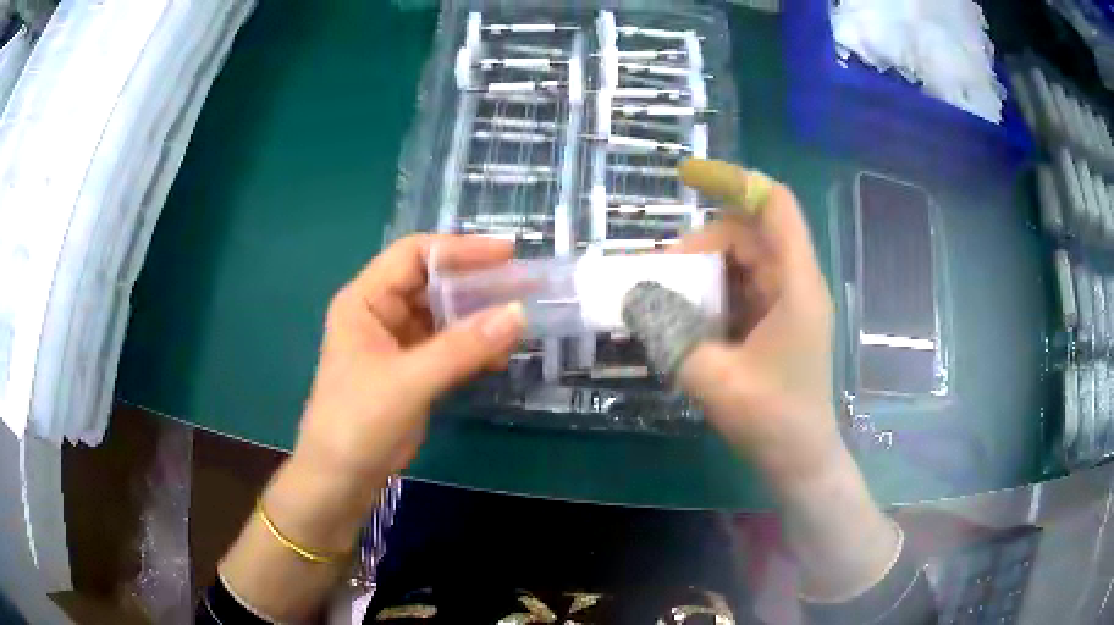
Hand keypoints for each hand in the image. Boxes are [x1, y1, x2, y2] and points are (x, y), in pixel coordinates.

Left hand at [293, 234, 524, 489]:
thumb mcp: (409, 381)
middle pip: (432, 283)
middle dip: (475, 284)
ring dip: (478, 319)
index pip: (414, 255)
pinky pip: (448, 347)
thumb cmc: (358, 421)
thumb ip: (462, 347)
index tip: (507, 255)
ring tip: (518, 323)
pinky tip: (499, 357)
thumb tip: (518, 313)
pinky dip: (473, 348)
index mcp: (365, 300)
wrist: (341, 479)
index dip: (459, 249)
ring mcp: (397, 343)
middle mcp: (380, 313)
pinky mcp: (412, 371)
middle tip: (523, 287)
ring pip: (443, 316)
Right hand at [673, 159, 843, 489]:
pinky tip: (686, 316)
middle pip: (749, 232)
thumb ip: (669, 334)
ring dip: (703, 269)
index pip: (773, 204)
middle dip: (702, 243)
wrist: (800, 460)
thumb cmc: (771, 420)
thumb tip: (634, 295)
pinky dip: (711, 291)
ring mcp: (787, 302)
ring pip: (743, 260)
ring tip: (667, 297)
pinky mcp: (777, 321)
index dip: (732, 179)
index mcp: (795, 285)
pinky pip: (741, 287)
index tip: (686, 176)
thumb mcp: (714, 378)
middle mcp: (795, 283)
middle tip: (661, 275)